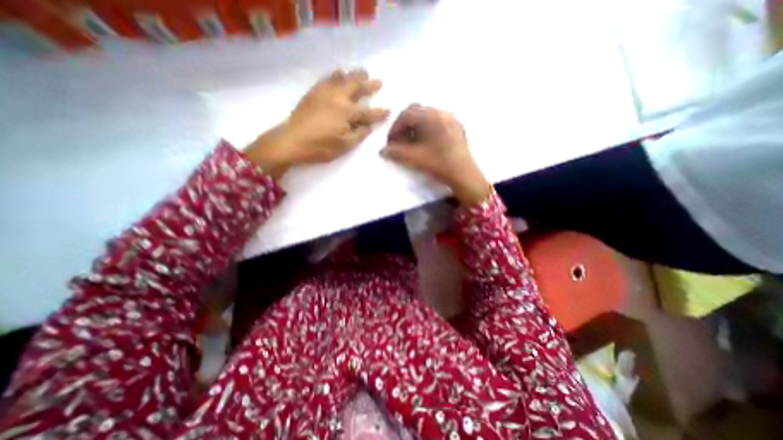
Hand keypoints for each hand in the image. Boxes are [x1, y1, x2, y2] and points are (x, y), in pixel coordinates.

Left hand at [246, 70, 389, 177]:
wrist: (291, 141)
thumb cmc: (320, 147)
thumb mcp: (344, 146)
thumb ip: (359, 134)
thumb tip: (368, 126)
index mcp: (347, 113)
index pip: (368, 113)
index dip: (380, 113)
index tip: (389, 110)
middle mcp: (338, 98)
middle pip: (357, 88)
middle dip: (369, 85)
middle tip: (378, 81)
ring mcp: (324, 93)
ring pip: (342, 79)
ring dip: (354, 75)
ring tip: (362, 71)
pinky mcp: (313, 93)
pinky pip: (327, 79)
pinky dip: (335, 75)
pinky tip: (338, 74)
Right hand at [381, 103, 487, 204]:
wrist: (464, 174)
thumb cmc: (438, 163)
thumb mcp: (414, 158)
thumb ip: (396, 153)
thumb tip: (383, 151)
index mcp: (431, 116)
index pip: (406, 115)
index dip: (395, 128)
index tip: (391, 142)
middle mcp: (442, 112)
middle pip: (417, 112)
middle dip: (405, 125)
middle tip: (400, 140)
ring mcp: (452, 119)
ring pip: (428, 116)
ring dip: (416, 127)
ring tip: (412, 143)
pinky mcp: (457, 128)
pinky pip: (438, 122)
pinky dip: (428, 129)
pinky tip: (427, 143)